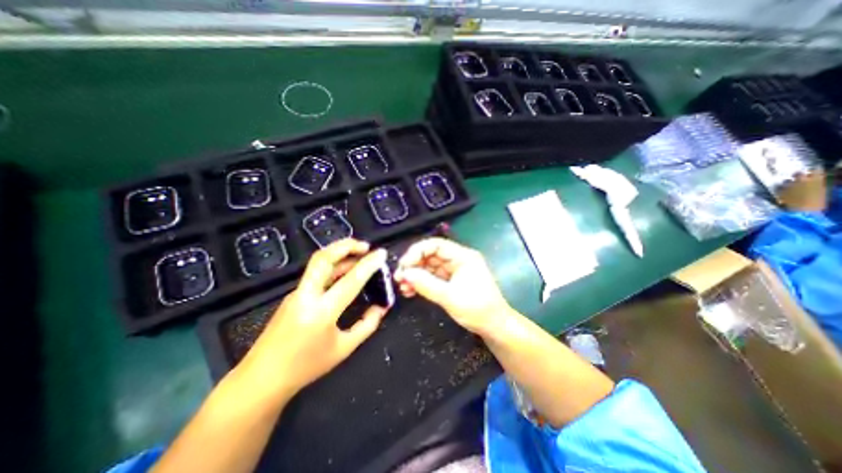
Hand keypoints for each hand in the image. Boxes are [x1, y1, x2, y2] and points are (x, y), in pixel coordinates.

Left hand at [238, 238, 388, 396]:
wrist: (262, 379)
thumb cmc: (306, 367)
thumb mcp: (344, 348)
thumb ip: (367, 325)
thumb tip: (382, 307)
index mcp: (321, 313)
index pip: (350, 281)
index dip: (368, 265)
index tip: (382, 253)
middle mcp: (306, 296)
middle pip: (323, 258)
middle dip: (346, 245)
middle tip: (365, 246)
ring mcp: (296, 293)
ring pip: (318, 262)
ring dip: (339, 253)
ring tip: (359, 254)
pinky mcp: (293, 295)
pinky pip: (316, 273)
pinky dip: (333, 265)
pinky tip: (345, 271)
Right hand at [396, 239, 512, 334]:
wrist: (494, 327)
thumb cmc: (478, 310)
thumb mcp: (450, 297)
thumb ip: (426, 284)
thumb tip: (405, 273)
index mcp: (463, 256)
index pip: (436, 245)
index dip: (417, 252)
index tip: (404, 265)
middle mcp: (457, 260)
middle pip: (430, 255)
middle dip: (413, 264)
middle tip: (399, 277)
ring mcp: (453, 271)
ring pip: (429, 266)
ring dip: (414, 275)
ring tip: (402, 287)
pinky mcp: (450, 281)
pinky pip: (431, 277)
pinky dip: (420, 282)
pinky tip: (410, 291)